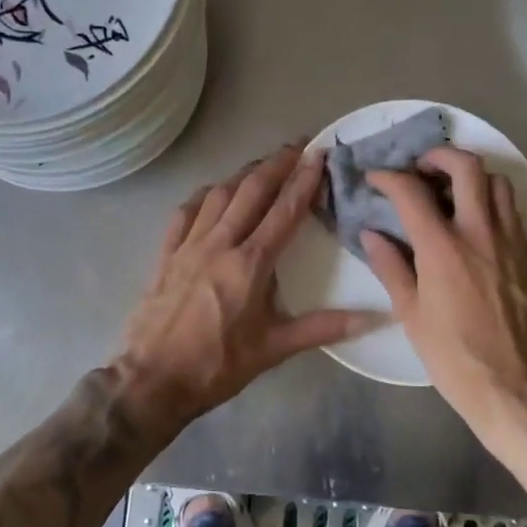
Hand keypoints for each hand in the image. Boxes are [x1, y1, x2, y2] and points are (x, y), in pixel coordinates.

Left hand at [117, 142, 381, 423]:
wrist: (152, 381)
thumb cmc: (217, 366)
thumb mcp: (274, 349)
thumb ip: (324, 328)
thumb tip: (374, 318)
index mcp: (250, 264)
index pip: (283, 211)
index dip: (303, 180)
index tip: (319, 154)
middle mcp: (219, 243)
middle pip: (251, 190)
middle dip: (276, 164)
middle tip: (297, 146)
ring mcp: (188, 245)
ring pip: (219, 194)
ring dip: (243, 174)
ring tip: (263, 164)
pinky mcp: (166, 254)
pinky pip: (185, 213)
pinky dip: (204, 196)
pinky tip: (212, 192)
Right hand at [360, 147, 526, 437]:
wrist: (514, 386)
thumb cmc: (453, 355)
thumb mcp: (410, 314)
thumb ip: (390, 267)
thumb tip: (372, 234)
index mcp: (442, 247)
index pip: (411, 191)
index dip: (389, 177)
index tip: (376, 177)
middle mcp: (479, 232)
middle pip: (466, 166)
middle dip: (439, 156)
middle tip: (422, 169)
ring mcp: (510, 241)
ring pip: (498, 182)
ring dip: (473, 176)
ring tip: (453, 192)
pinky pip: (514, 212)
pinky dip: (494, 203)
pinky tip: (478, 224)